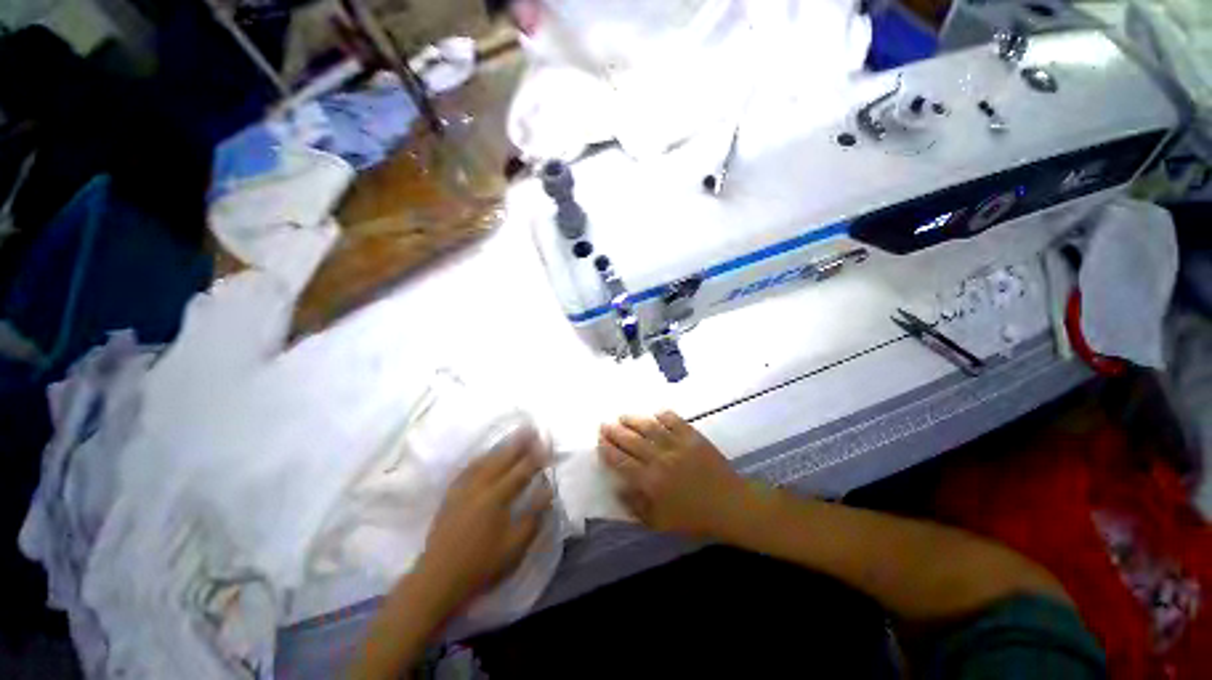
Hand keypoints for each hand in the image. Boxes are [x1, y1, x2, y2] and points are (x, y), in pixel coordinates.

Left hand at [412, 430, 552, 615]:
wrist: (436, 580)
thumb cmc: (480, 566)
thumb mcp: (514, 547)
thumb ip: (533, 517)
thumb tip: (547, 491)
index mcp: (496, 498)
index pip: (521, 471)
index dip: (536, 457)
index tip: (546, 444)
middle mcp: (479, 487)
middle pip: (502, 459)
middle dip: (519, 443)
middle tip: (531, 428)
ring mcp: (462, 489)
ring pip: (484, 460)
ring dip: (501, 447)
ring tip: (513, 436)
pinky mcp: (450, 496)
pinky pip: (468, 468)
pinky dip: (481, 458)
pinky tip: (485, 456)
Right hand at [598, 411, 749, 538]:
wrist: (730, 505)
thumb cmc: (695, 518)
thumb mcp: (661, 522)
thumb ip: (636, 507)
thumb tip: (617, 489)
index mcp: (651, 482)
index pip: (622, 462)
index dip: (608, 450)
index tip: (600, 441)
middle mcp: (660, 459)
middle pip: (631, 441)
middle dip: (615, 432)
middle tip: (604, 424)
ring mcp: (677, 445)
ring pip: (649, 428)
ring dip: (634, 420)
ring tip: (623, 416)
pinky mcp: (693, 436)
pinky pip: (674, 421)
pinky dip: (663, 415)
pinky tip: (655, 413)